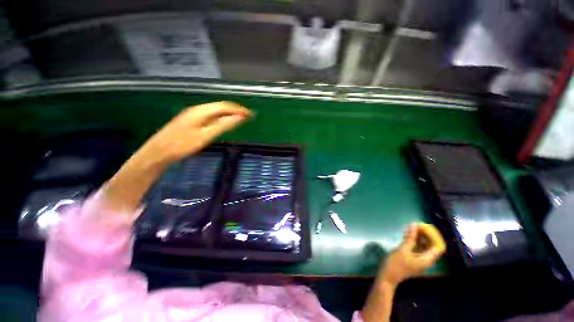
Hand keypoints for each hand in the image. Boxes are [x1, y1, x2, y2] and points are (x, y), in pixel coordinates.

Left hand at [143, 101, 251, 162]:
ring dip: (229, 113)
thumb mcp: (206, 135)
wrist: (159, 151)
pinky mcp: (191, 120)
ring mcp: (193, 114)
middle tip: (248, 116)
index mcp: (202, 111)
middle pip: (220, 106)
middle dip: (235, 110)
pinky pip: (211, 115)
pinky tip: (224, 122)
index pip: (225, 106)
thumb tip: (239, 117)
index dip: (239, 109)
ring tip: (240, 118)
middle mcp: (198, 109)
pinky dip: (221, 117)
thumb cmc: (183, 144)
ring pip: (215, 110)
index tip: (250, 115)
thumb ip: (223, 125)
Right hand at [380, 223, 445, 285]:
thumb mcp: (402, 250)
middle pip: (433, 245)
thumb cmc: (396, 264)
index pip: (438, 246)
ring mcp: (420, 258)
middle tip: (417, 225)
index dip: (434, 235)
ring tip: (412, 227)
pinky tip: (408, 234)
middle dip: (427, 234)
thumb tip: (414, 225)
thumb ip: (410, 238)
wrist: (387, 277)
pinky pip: (419, 247)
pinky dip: (415, 240)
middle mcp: (426, 259)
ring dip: (421, 236)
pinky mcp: (413, 257)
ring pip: (425, 245)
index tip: (423, 226)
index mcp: (427, 259)